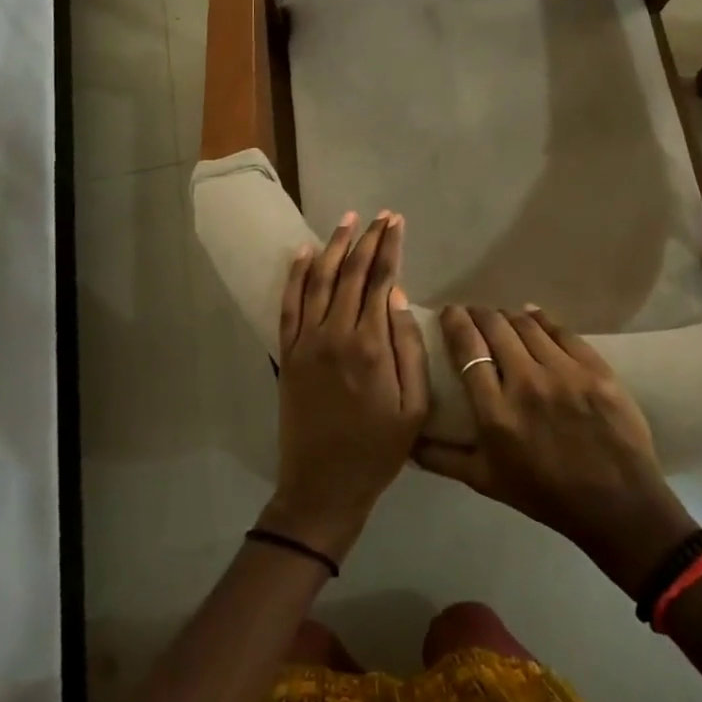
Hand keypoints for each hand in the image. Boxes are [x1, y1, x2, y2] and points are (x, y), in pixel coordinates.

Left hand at [260, 211, 429, 562]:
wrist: (323, 486)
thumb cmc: (378, 449)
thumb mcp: (414, 406)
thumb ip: (409, 346)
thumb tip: (397, 295)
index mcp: (371, 345)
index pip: (380, 280)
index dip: (389, 247)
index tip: (396, 221)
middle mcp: (335, 333)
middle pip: (351, 272)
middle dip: (367, 239)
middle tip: (380, 214)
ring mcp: (306, 341)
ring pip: (319, 280)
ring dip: (334, 246)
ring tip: (347, 220)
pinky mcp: (287, 353)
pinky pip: (289, 305)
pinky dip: (295, 275)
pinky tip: (304, 252)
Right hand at [416, 305, 699, 596]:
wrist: (618, 505)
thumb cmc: (545, 495)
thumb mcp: (487, 482)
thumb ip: (443, 458)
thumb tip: (408, 440)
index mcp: (496, 414)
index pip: (467, 349)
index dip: (455, 322)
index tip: (449, 313)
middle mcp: (527, 384)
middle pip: (495, 327)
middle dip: (479, 314)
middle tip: (474, 314)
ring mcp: (564, 373)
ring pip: (526, 323)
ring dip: (508, 316)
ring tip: (503, 318)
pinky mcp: (595, 369)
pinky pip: (561, 330)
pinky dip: (542, 319)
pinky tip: (534, 317)